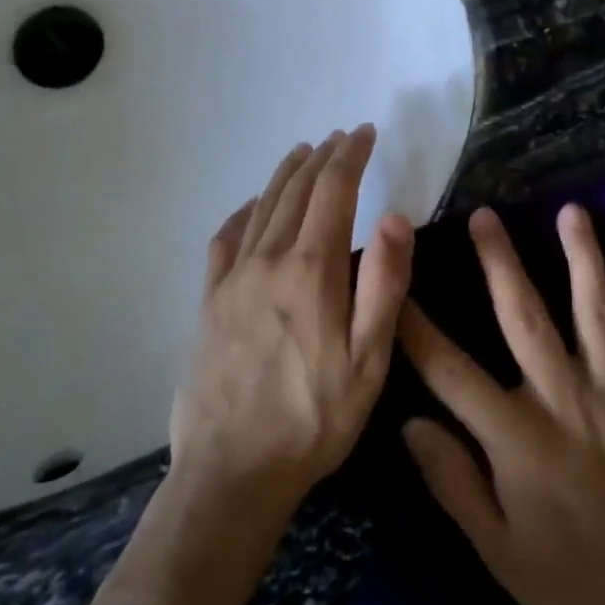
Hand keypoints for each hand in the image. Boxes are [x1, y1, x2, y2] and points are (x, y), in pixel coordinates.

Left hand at [170, 126, 412, 510]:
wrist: (231, 472)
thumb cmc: (313, 418)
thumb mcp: (368, 360)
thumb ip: (384, 284)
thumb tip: (394, 216)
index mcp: (311, 269)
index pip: (334, 191)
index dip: (351, 156)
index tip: (365, 133)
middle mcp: (268, 260)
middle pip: (297, 191)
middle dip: (323, 158)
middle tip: (341, 137)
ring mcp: (233, 279)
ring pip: (261, 207)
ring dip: (285, 174)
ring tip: (303, 152)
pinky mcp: (209, 302)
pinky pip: (225, 240)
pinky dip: (243, 212)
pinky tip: (250, 207)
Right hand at [396, 205, 604, 604]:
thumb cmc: (571, 578)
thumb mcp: (497, 548)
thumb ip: (452, 481)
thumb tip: (408, 422)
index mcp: (518, 435)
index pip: (452, 370)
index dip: (417, 326)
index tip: (394, 283)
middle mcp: (565, 398)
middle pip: (526, 315)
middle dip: (500, 261)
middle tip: (484, 214)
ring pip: (599, 311)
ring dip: (584, 258)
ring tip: (572, 211)